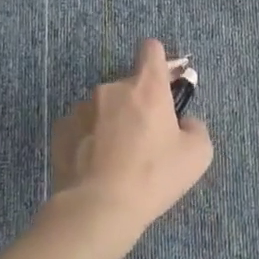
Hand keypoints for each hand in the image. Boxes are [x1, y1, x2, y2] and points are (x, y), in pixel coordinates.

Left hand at [49, 39, 213, 256]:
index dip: (161, 63)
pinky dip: (90, 138)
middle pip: (129, 85)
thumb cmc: (153, 176)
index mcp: (147, 87)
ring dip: (113, 122)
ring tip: (117, 159)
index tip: (165, 84)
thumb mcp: (198, 155)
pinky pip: (82, 126)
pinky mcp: (61, 129)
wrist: (98, 208)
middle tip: (145, 140)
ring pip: (104, 106)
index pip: (151, 50)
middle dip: (139, 105)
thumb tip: (184, 123)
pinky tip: (96, 166)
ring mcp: (82, 107)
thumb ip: (196, 127)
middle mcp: (112, 88)